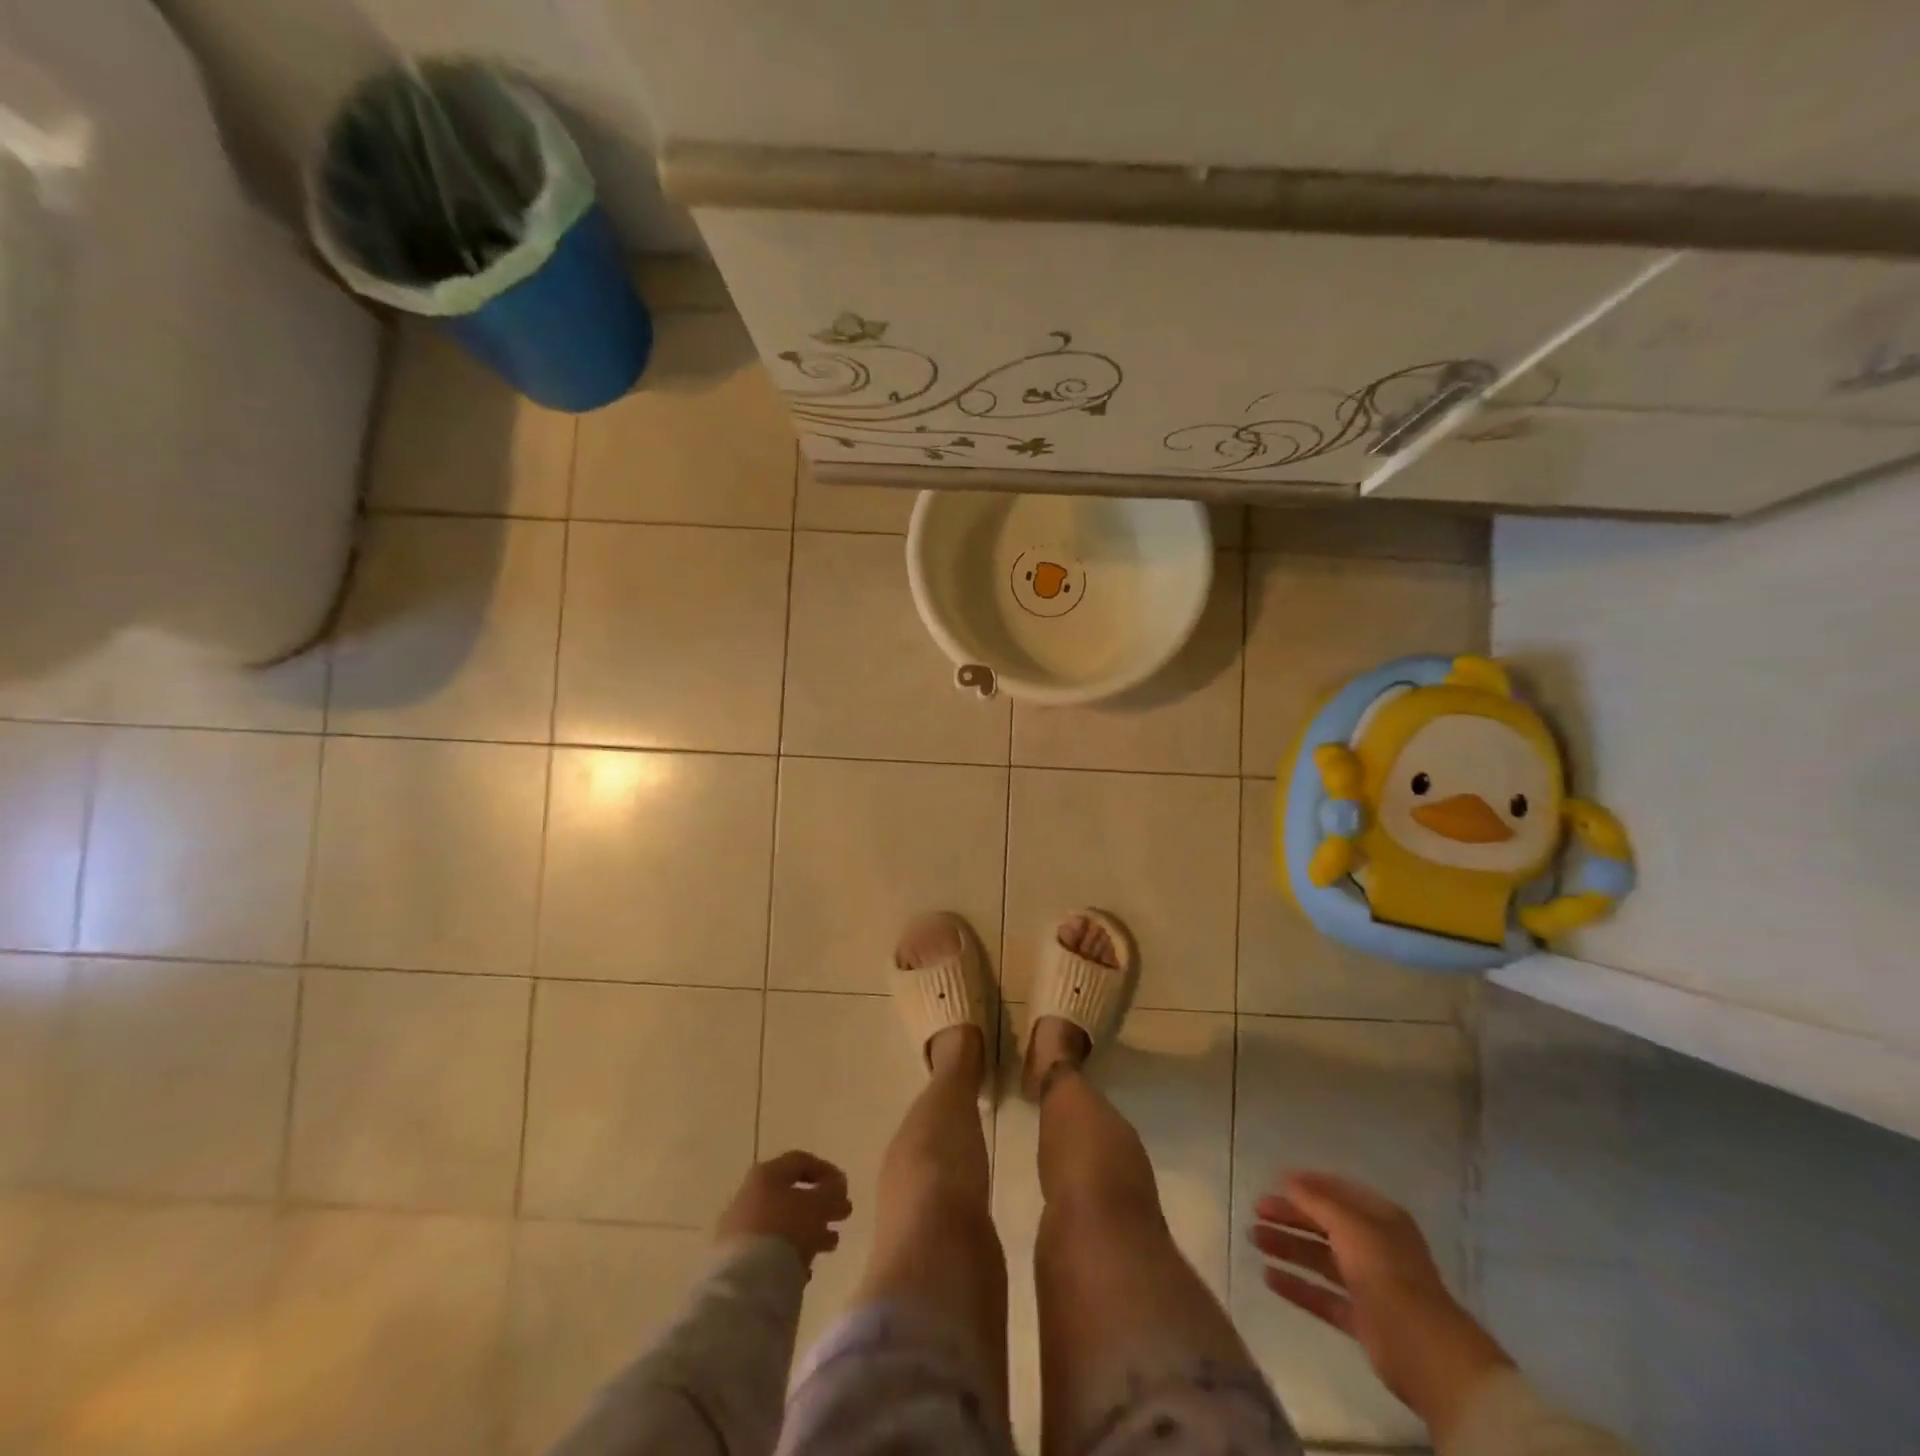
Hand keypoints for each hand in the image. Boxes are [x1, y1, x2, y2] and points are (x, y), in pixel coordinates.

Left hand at [717, 1150, 851, 1270]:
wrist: (744, 1283)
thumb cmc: (786, 1230)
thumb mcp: (819, 1205)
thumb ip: (833, 1191)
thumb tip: (837, 1186)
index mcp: (767, 1174)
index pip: (800, 1161)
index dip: (827, 1171)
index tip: (845, 1189)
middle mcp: (749, 1195)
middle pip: (791, 1195)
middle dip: (820, 1206)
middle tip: (842, 1217)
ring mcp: (739, 1229)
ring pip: (782, 1224)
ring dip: (810, 1231)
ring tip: (831, 1245)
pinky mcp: (734, 1260)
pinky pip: (769, 1250)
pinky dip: (790, 1254)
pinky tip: (805, 1269)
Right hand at [1250, 1171, 1512, 1444]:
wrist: (1425, 1351)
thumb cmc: (1387, 1273)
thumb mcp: (1350, 1225)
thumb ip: (1316, 1200)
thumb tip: (1287, 1179)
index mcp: (1379, 1218)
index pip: (1336, 1191)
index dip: (1306, 1185)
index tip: (1273, 1182)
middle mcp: (1374, 1245)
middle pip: (1324, 1224)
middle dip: (1290, 1216)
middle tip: (1256, 1211)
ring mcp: (1368, 1283)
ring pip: (1320, 1258)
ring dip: (1288, 1247)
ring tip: (1253, 1239)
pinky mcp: (1361, 1318)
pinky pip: (1322, 1295)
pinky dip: (1297, 1285)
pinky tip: (1269, 1277)